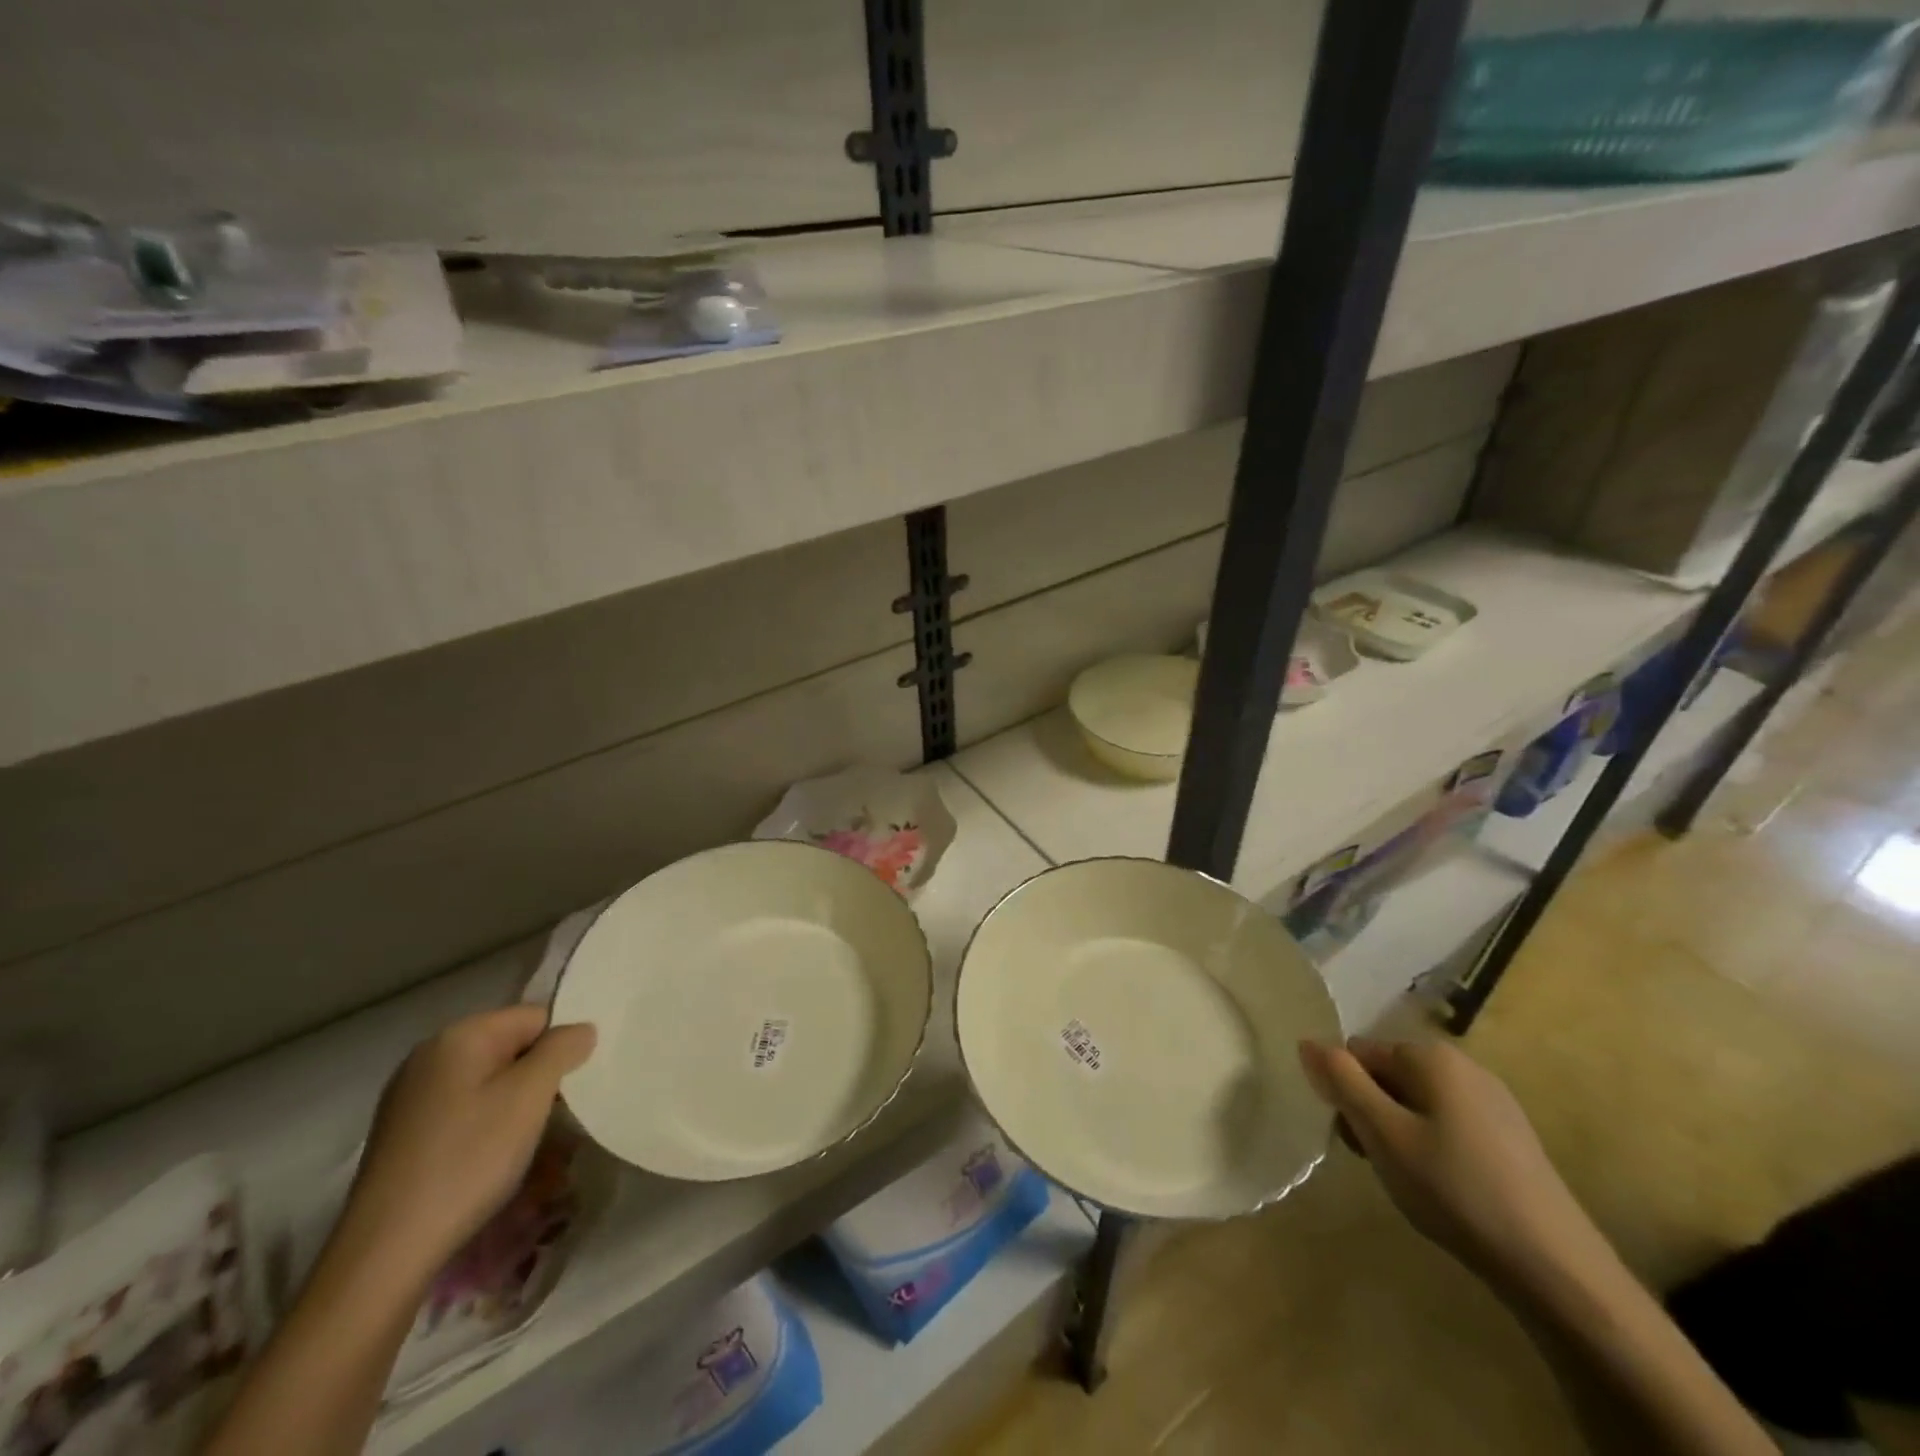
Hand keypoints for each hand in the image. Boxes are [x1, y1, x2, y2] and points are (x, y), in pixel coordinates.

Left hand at [333, 1006, 595, 1287]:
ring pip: (488, 1081)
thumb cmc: (468, 1159)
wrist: (385, 1252)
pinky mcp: (403, 1133)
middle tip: (557, 1115)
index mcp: (458, 1036)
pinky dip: (487, 1124)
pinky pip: (464, 1109)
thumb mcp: (529, 1096)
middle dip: (539, 1076)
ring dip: (516, 1103)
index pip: (534, 1016)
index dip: (561, 1045)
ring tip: (528, 1142)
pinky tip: (490, 1159)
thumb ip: (562, 1049)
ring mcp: (410, 1096)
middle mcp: (429, 1055)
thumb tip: (581, 1029)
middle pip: (510, 1047)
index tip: (573, 1084)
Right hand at [1298, 1038, 1607, 1290]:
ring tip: (1413, 1181)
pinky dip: (1434, 1148)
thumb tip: (1307, 1042)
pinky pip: (1449, 1124)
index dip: (1346, 1094)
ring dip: (1400, 1133)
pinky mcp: (1511, 1137)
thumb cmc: (1455, 1190)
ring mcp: (1494, 1101)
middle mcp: (1463, 1065)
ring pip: (1417, 1102)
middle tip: (1380, 1163)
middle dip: (1372, 1113)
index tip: (1357, 1141)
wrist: (1557, 1269)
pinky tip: (1447, 1189)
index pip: (1358, 1054)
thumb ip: (1341, 1082)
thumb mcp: (1382, 1134)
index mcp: (1431, 1056)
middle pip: (1388, 1075)